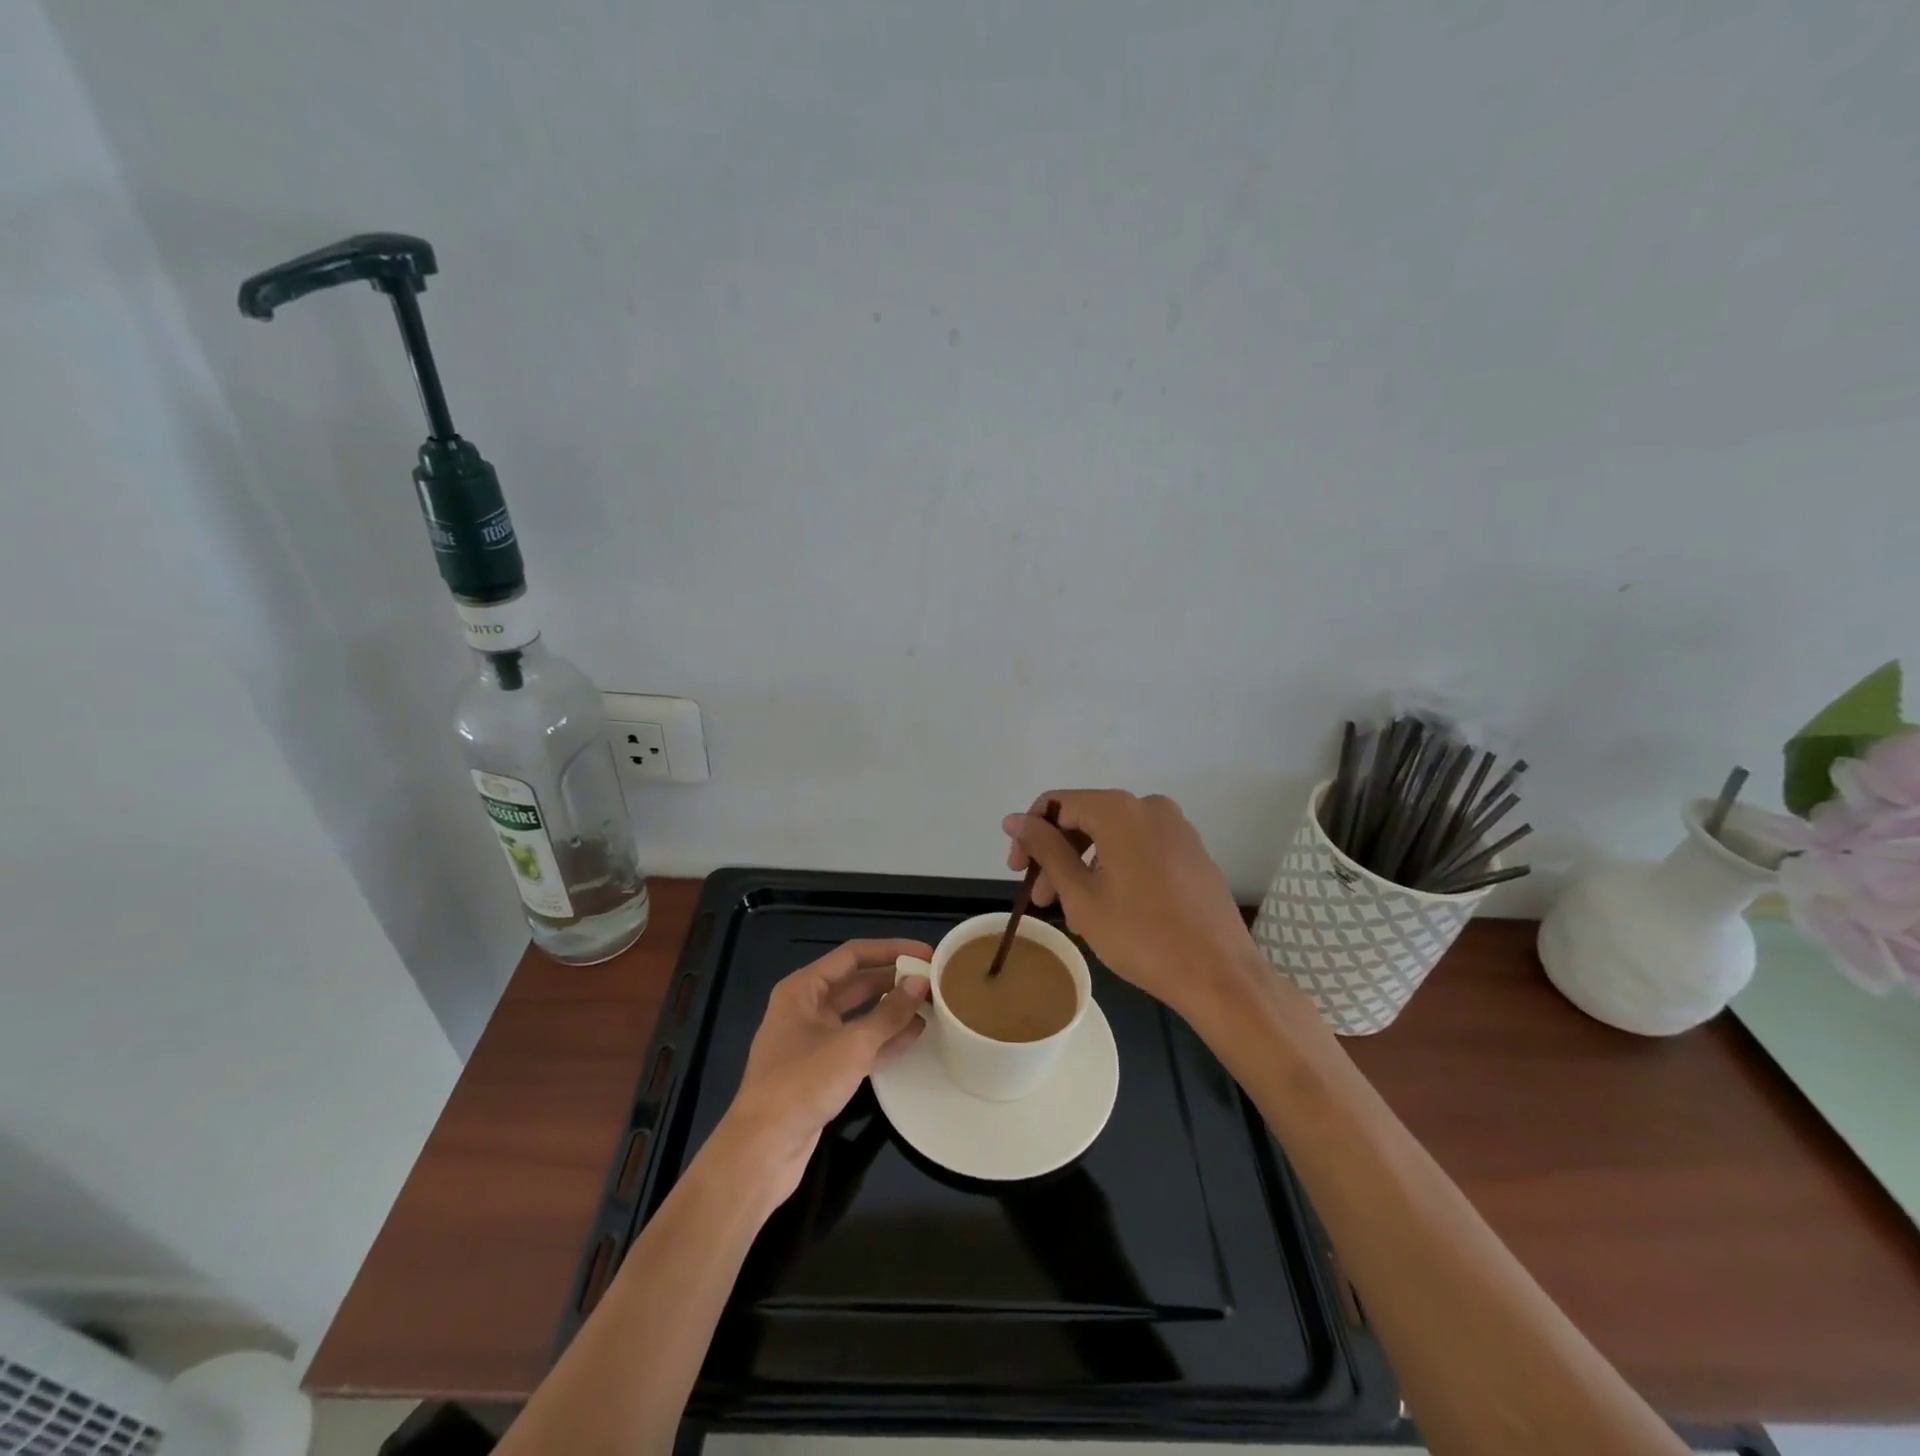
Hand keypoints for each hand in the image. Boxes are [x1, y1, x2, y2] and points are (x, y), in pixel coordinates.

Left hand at [716, 939, 931, 1204]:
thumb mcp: (852, 1044)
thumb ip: (890, 1013)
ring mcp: (814, 1040)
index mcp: (803, 988)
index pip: (853, 955)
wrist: (762, 1149)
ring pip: (860, 1015)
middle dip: (894, 981)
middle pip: (857, 983)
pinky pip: (859, 1043)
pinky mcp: (822, 1070)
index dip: (891, 950)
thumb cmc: (802, 1083)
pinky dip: (884, 1038)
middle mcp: (807, 1007)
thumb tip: (921, 983)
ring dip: (893, 1009)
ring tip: (932, 1005)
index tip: (927, 952)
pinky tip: (914, 1035)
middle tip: (934, 980)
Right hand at [1003, 790, 1259, 1019]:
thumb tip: (1014, 819)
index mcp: (1119, 810)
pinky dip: (1115, 869)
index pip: (1056, 804)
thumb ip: (1045, 849)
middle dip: (1057, 855)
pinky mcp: (1191, 851)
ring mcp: (1176, 827)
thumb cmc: (1141, 935)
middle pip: (1085, 818)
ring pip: (1112, 836)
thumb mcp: (1081, 894)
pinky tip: (1109, 908)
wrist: (1220, 975)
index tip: (1018, 873)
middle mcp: (1149, 806)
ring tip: (1074, 914)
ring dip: (1084, 867)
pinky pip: (1139, 847)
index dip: (1030, 834)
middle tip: (1041, 899)